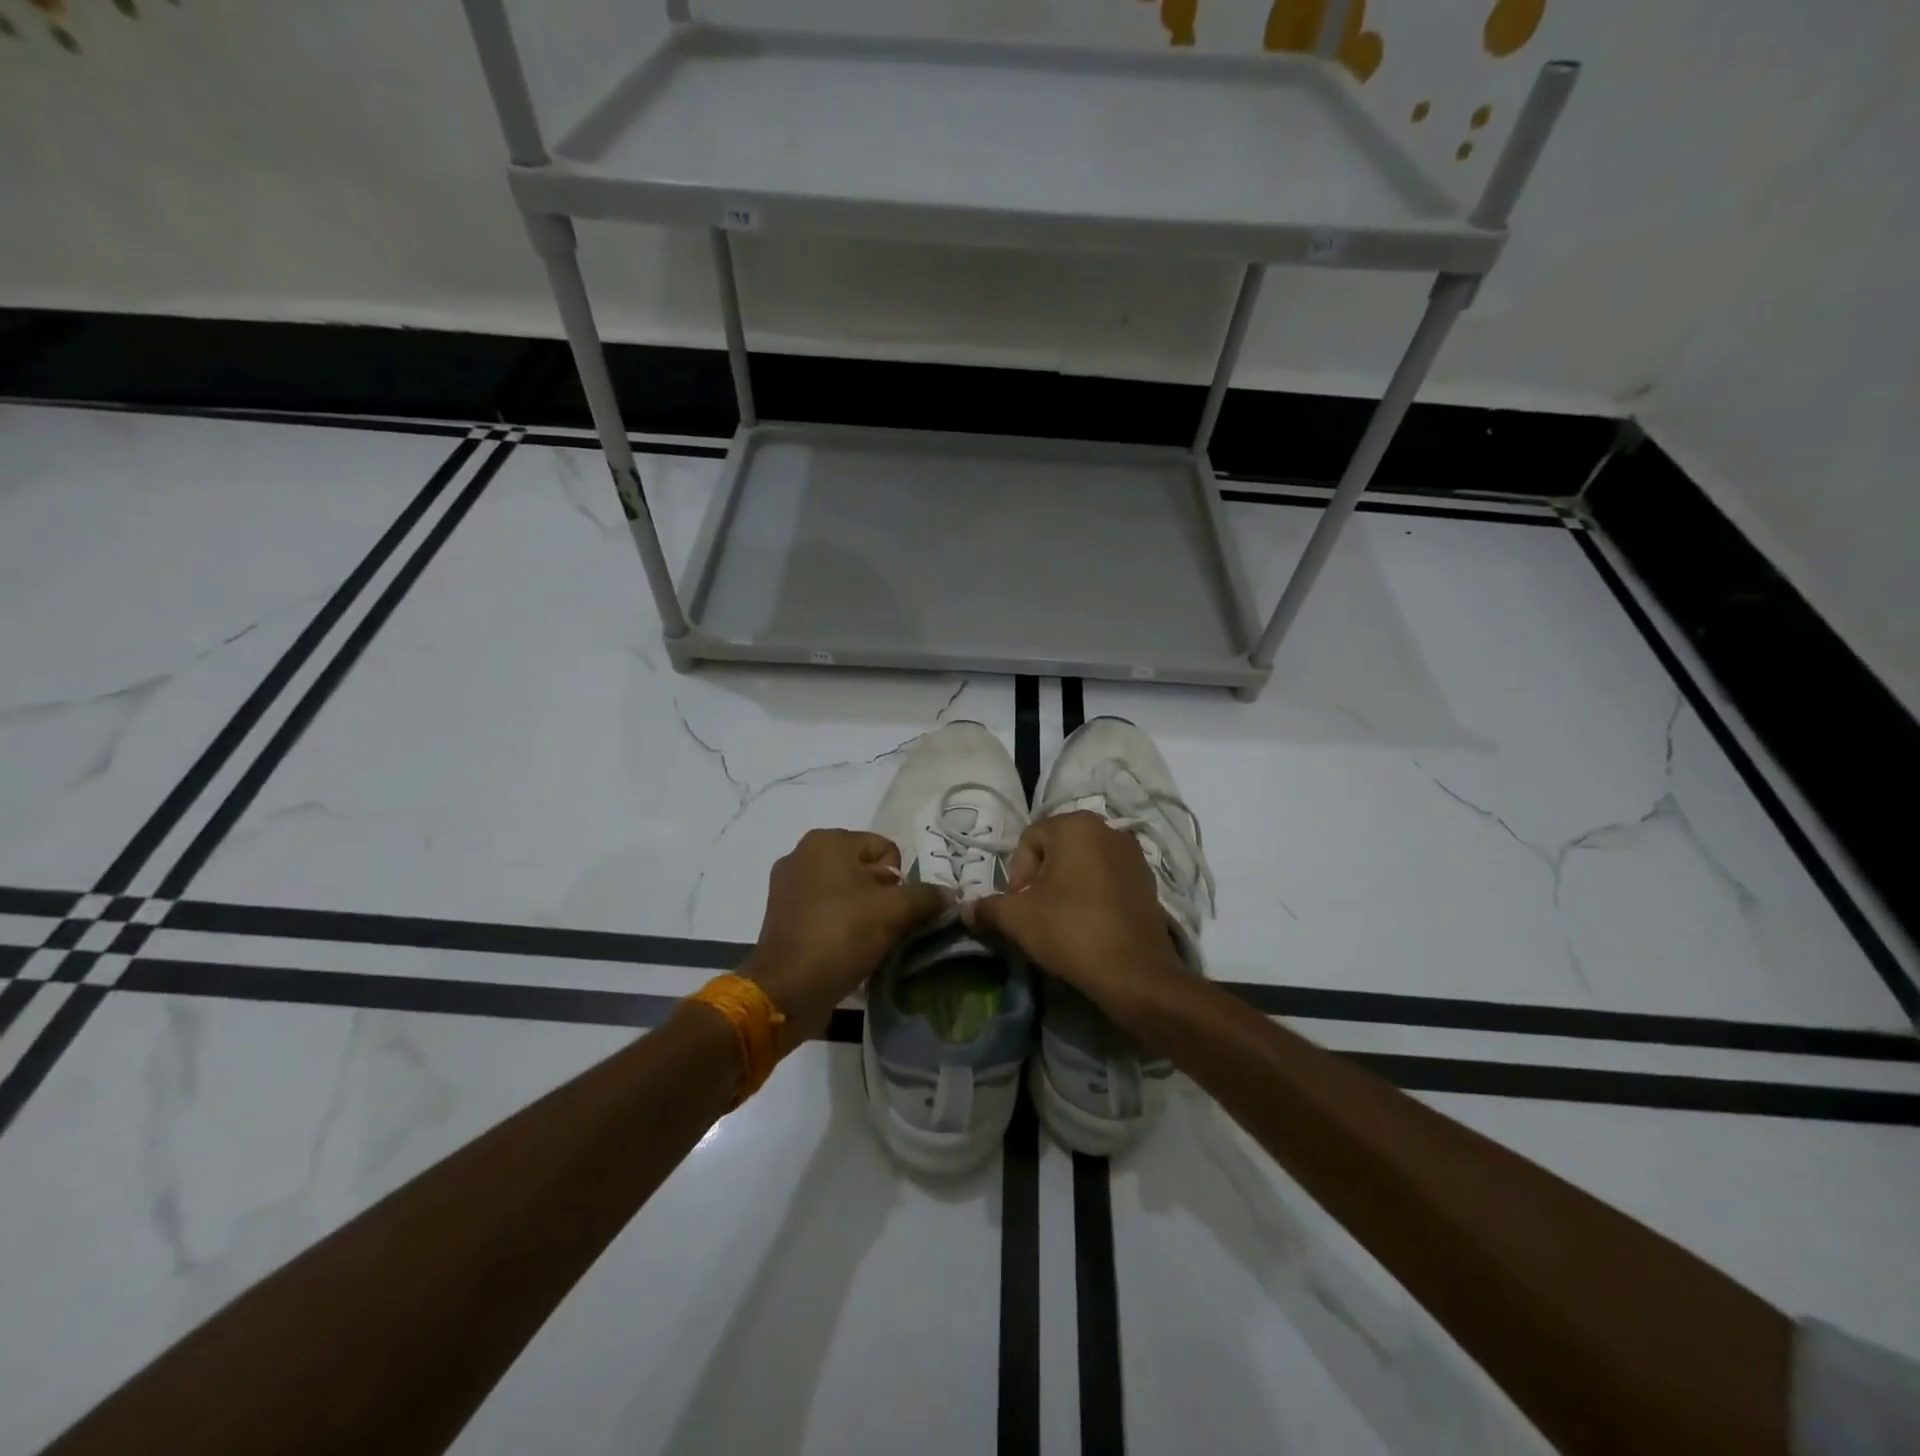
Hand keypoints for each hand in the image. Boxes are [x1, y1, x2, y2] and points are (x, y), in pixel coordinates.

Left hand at [741, 828, 950, 1049]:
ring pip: (845, 892)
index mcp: (827, 841)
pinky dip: (840, 925)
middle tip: (888, 928)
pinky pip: (825, 910)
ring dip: (863, 913)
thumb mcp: (894, 913)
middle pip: (865, 869)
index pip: (885, 849)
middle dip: (882, 896)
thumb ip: (927, 897)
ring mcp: (787, 886)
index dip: (900, 881)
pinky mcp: (781, 915)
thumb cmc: (840, 936)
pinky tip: (848, 950)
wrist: (786, 990)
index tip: (897, 911)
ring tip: (869, 942)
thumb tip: (949, 894)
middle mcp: (802, 854)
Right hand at [964, 811, 1188, 1028]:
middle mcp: (1108, 829)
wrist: (1135, 973)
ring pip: (1083, 865)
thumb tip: (966, 910)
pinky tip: (1088, 926)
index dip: (1017, 874)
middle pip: (1057, 850)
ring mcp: (1133, 854)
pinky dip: (1093, 896)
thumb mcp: (1018, 919)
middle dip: (1041, 880)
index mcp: (1076, 825)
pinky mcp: (1148, 881)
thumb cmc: (1071, 930)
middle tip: (1036, 915)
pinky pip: (1107, 880)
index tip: (1020, 907)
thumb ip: (988, 908)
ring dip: (1066, 888)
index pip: (1029, 840)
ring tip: (1061, 922)